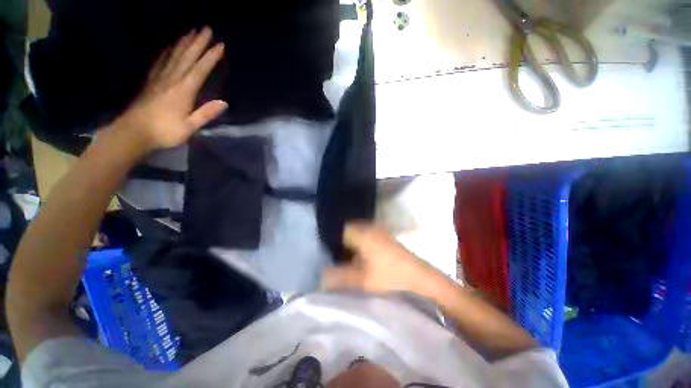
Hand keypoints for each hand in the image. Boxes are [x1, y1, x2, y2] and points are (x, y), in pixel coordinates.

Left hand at [110, 27, 226, 153]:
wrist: (133, 131)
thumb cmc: (165, 131)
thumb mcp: (189, 127)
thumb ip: (206, 113)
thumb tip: (224, 102)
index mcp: (183, 91)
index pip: (199, 70)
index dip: (210, 57)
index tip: (220, 45)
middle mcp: (171, 79)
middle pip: (186, 57)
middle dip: (198, 43)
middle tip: (206, 29)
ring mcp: (159, 78)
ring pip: (174, 56)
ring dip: (184, 43)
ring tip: (191, 32)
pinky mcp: (151, 81)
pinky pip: (161, 61)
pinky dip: (168, 51)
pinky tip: (171, 46)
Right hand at [322, 222, 445, 295]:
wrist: (421, 277)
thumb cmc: (390, 277)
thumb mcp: (362, 280)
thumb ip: (340, 277)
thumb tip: (322, 276)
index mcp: (363, 234)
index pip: (341, 229)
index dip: (333, 239)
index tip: (328, 251)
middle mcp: (371, 228)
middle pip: (350, 230)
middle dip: (342, 241)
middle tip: (337, 256)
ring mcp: (380, 231)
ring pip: (359, 233)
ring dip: (353, 243)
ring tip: (348, 257)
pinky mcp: (387, 237)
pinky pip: (368, 236)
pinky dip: (362, 243)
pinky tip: (363, 257)